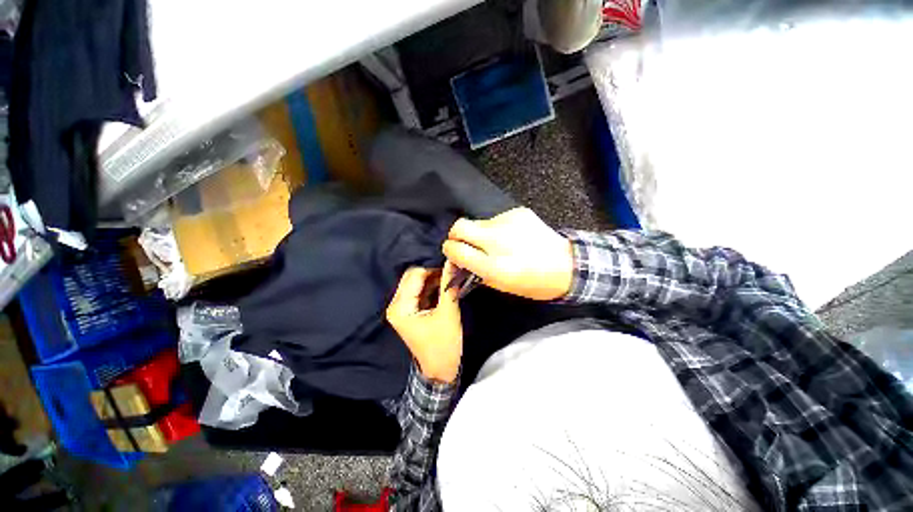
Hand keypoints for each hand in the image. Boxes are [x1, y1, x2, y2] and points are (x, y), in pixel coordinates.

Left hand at [386, 263, 462, 382]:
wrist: (441, 371)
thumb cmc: (444, 346)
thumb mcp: (448, 314)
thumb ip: (449, 286)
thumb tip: (453, 262)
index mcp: (400, 307)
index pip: (414, 275)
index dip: (432, 267)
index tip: (450, 263)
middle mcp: (396, 305)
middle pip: (413, 277)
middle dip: (433, 271)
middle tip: (451, 268)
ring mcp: (403, 308)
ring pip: (418, 283)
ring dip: (434, 278)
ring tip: (451, 275)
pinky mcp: (411, 311)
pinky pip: (421, 291)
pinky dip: (433, 286)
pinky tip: (446, 284)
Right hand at [442, 207, 573, 300]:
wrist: (567, 265)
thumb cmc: (533, 283)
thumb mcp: (502, 286)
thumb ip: (476, 273)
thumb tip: (458, 261)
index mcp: (494, 266)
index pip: (456, 250)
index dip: (449, 250)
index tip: (452, 252)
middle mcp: (498, 241)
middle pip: (459, 226)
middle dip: (455, 235)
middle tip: (463, 243)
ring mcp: (508, 223)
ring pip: (479, 222)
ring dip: (481, 233)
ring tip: (498, 243)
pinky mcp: (518, 212)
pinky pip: (497, 219)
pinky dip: (498, 228)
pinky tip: (512, 236)